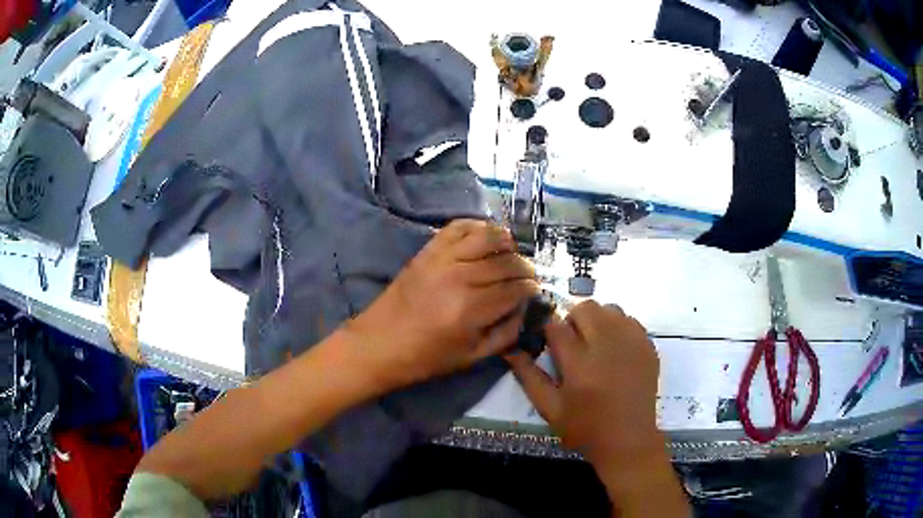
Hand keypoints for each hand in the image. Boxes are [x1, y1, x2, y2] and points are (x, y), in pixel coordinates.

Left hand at [343, 219, 537, 390]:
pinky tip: (486, 237)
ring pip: (488, 237)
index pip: (515, 289)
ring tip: (512, 253)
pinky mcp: (428, 250)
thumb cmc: (426, 357)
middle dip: (525, 268)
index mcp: (472, 309)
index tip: (536, 291)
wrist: (379, 343)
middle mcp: (460, 277)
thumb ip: (506, 333)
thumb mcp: (472, 357)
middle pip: (507, 262)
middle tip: (528, 276)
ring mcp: (442, 259)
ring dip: (507, 242)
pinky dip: (477, 226)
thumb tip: (523, 309)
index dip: (531, 289)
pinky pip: (458, 227)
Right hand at [506, 300, 661, 465]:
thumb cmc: (584, 428)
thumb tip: (510, 349)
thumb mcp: (549, 408)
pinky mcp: (648, 346)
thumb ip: (529, 377)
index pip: (556, 326)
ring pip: (609, 308)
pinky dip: (617, 327)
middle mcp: (607, 346)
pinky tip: (614, 349)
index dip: (546, 328)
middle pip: (585, 308)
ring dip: (596, 320)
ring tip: (594, 344)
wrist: (628, 440)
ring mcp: (632, 343)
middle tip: (571, 342)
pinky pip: (629, 319)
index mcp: (579, 364)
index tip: (545, 338)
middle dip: (572, 319)